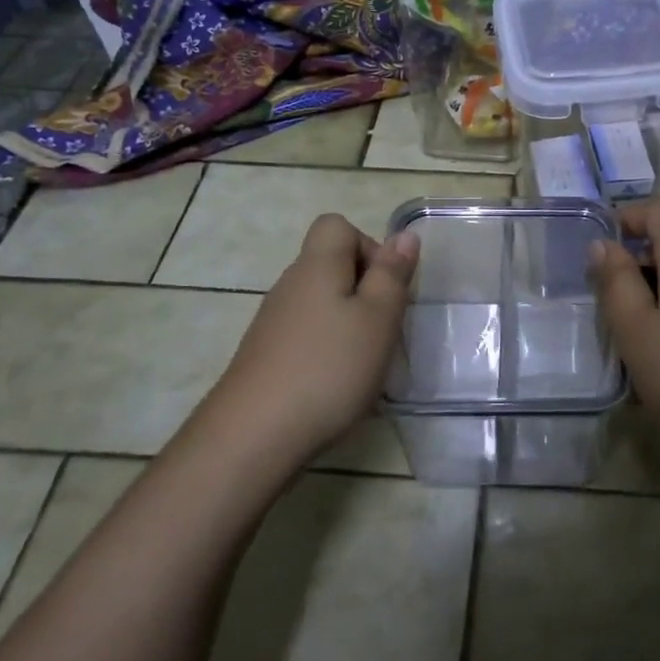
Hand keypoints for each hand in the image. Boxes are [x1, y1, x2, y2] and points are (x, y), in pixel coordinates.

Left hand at [208, 214, 418, 460]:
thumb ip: (393, 274)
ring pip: (321, 301)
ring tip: (365, 360)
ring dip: (349, 321)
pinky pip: (307, 332)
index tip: (386, 287)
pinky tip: (336, 382)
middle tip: (384, 328)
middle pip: (331, 264)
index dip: (369, 246)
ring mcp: (274, 321)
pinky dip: (328, 347)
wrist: (254, 434)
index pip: (336, 226)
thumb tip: (405, 235)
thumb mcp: (378, 318)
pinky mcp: (266, 354)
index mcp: (316, 266)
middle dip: (366, 289)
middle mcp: (290, 285)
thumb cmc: (329, 368)